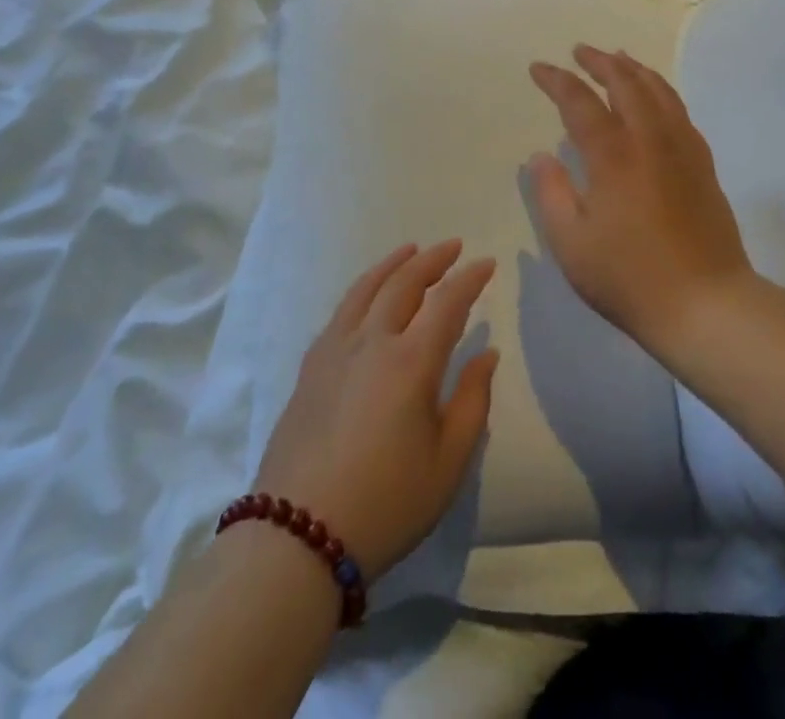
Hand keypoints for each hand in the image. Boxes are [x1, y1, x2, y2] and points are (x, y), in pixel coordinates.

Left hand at [255, 241, 497, 580]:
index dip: (470, 278)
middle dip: (432, 260)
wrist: (297, 539)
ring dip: (393, 264)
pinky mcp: (310, 369)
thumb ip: (473, 401)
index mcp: (412, 361)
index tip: (487, 264)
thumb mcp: (448, 462)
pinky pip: (341, 311)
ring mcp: (335, 351)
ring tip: (410, 251)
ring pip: (366, 289)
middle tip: (453, 247)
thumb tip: (486, 354)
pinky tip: (367, 295)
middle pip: (404, 283)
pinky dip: (362, 290)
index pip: (448, 301)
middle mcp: (372, 341)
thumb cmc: (386, 503)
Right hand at [527, 46, 753, 353]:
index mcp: (614, 156)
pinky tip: (656, 99)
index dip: (557, 80)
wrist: (706, 303)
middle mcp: (650, 140)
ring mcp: (683, 149)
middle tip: (580, 52)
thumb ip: (552, 193)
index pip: (580, 102)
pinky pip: (680, 112)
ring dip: (635, 69)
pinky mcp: (703, 164)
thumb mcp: (572, 244)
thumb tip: (541, 156)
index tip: (539, 68)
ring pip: (659, 91)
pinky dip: (662, 92)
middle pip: (626, 83)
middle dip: (600, 62)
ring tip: (619, 59)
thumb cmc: (629, 278)